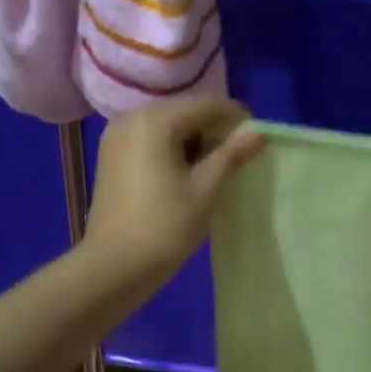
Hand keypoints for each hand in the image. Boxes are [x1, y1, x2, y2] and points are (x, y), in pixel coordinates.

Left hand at [85, 98, 264, 283]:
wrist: (114, 266)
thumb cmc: (165, 226)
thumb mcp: (205, 189)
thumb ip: (231, 155)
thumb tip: (258, 133)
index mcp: (155, 120)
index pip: (207, 105)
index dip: (237, 119)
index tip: (258, 141)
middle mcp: (132, 117)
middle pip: (185, 112)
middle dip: (214, 130)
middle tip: (239, 158)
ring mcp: (117, 137)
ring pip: (168, 127)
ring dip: (194, 141)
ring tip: (216, 170)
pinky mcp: (112, 157)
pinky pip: (151, 141)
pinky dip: (173, 150)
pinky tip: (187, 175)